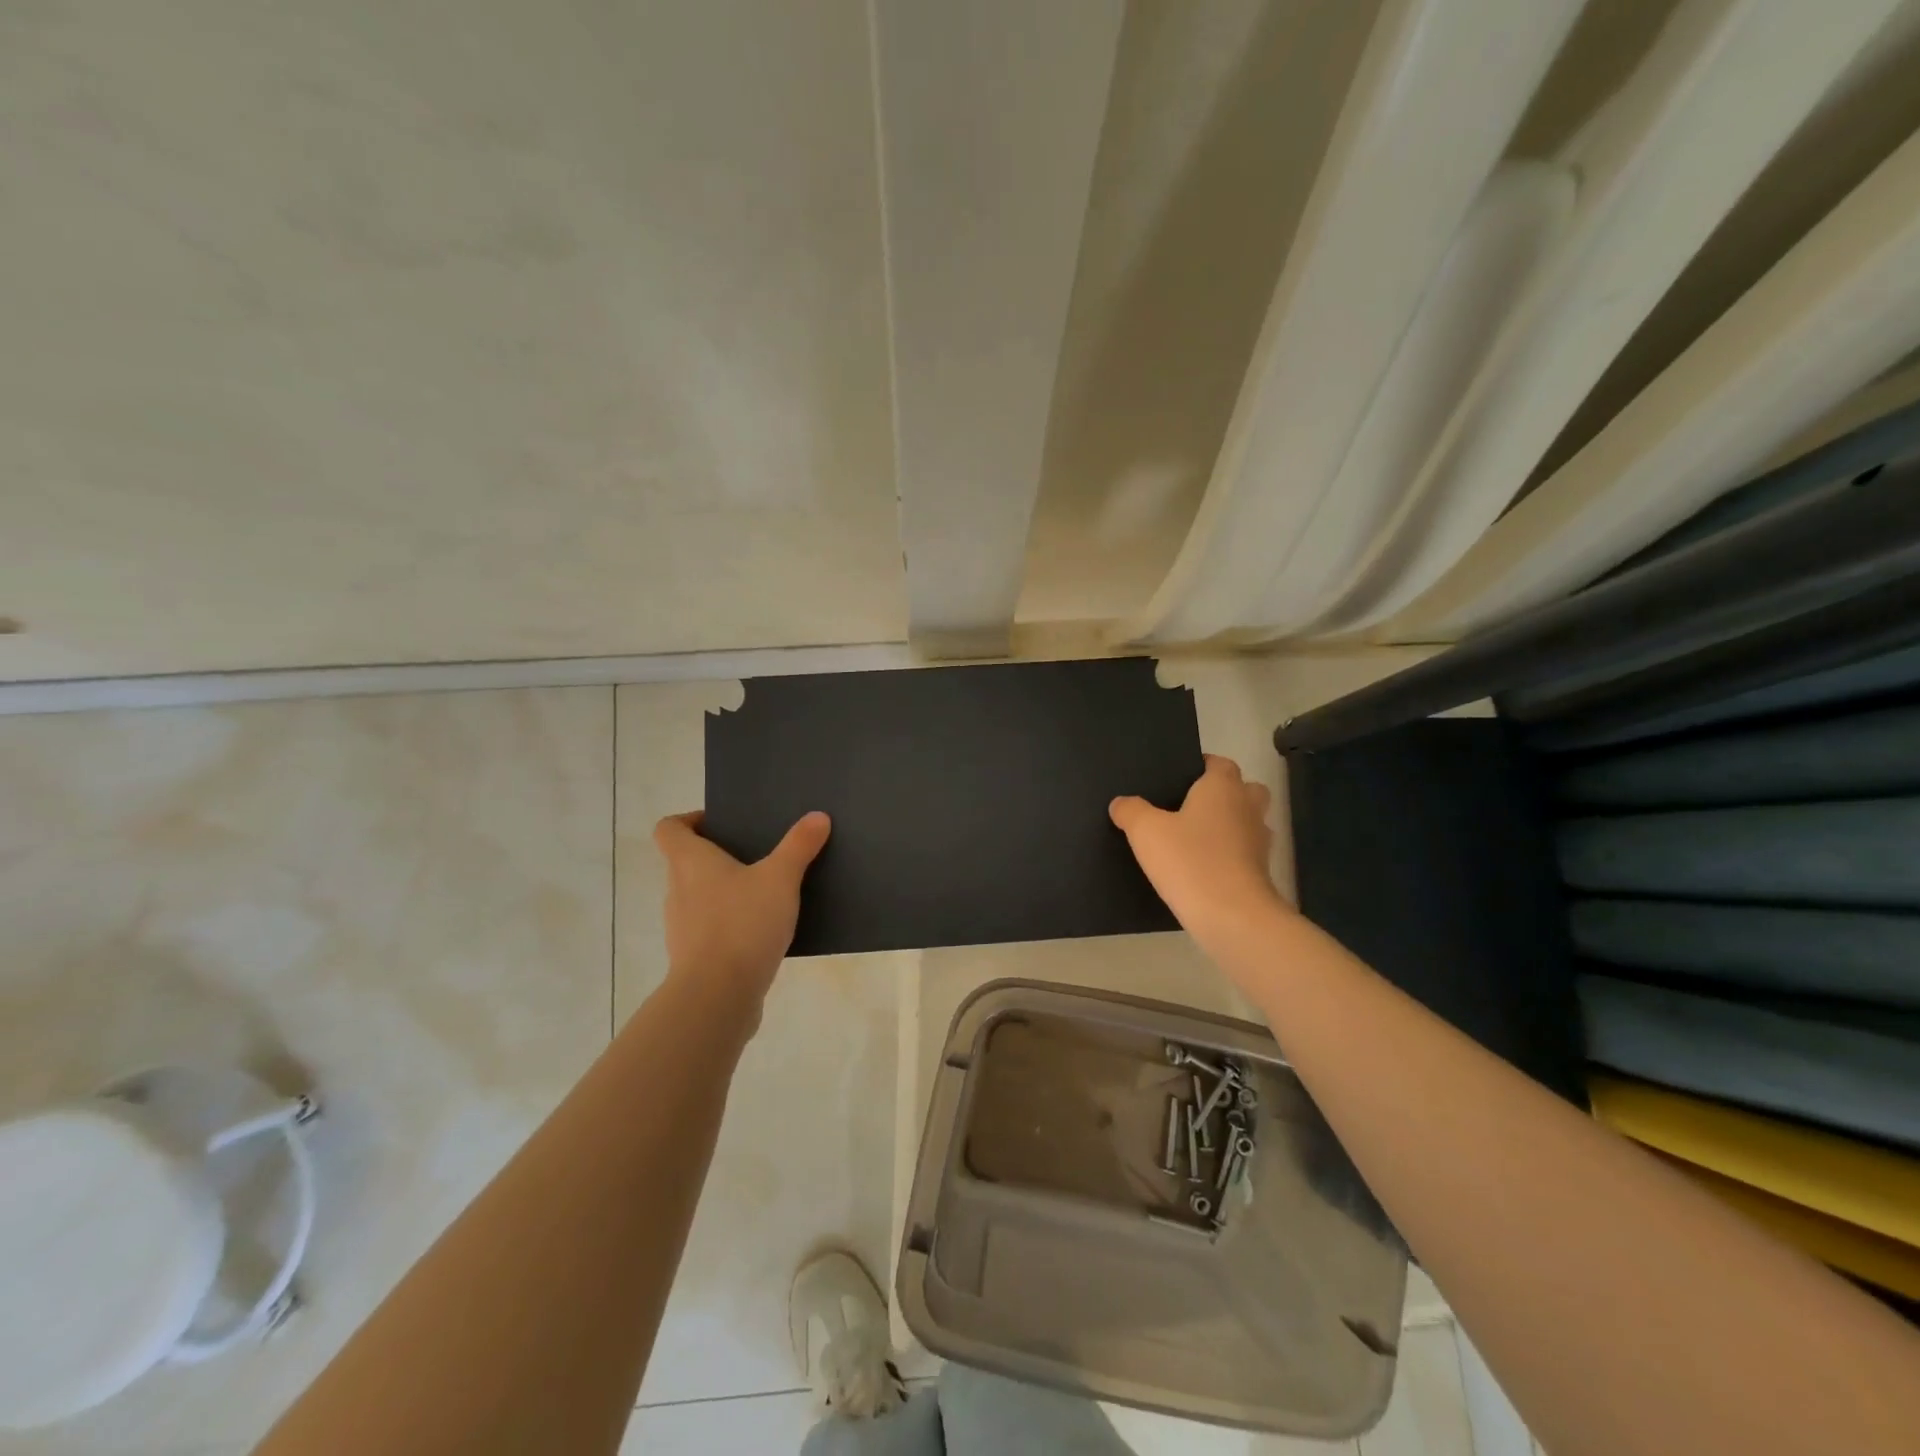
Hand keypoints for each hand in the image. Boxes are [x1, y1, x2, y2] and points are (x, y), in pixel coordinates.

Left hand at [653, 810, 830, 1003]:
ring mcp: (682, 927)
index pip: (669, 829)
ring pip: (701, 898)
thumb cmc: (742, 924)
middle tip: (758, 854)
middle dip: (720, 857)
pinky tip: (765, 930)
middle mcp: (678, 891)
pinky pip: (712, 930)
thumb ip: (799, 846)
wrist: (717, 997)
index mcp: (689, 863)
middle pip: (687, 863)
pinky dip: (732, 925)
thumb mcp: (780, 878)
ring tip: (767, 892)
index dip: (689, 820)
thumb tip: (818, 816)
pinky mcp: (695, 958)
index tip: (721, 823)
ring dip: (727, 892)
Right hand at [1110, 755, 1284, 938]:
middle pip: (1244, 789)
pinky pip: (1244, 853)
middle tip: (1190, 806)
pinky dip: (1229, 856)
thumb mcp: (1145, 831)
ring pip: (1247, 822)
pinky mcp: (1262, 872)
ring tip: (1195, 839)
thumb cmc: (1190, 861)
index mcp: (1223, 787)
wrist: (1232, 916)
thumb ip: (1130, 811)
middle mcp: (1247, 807)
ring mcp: (1259, 841)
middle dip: (1223, 794)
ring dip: (1229, 826)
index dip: (1201, 766)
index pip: (1219, 763)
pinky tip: (1202, 868)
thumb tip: (1121, 803)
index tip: (1177, 777)